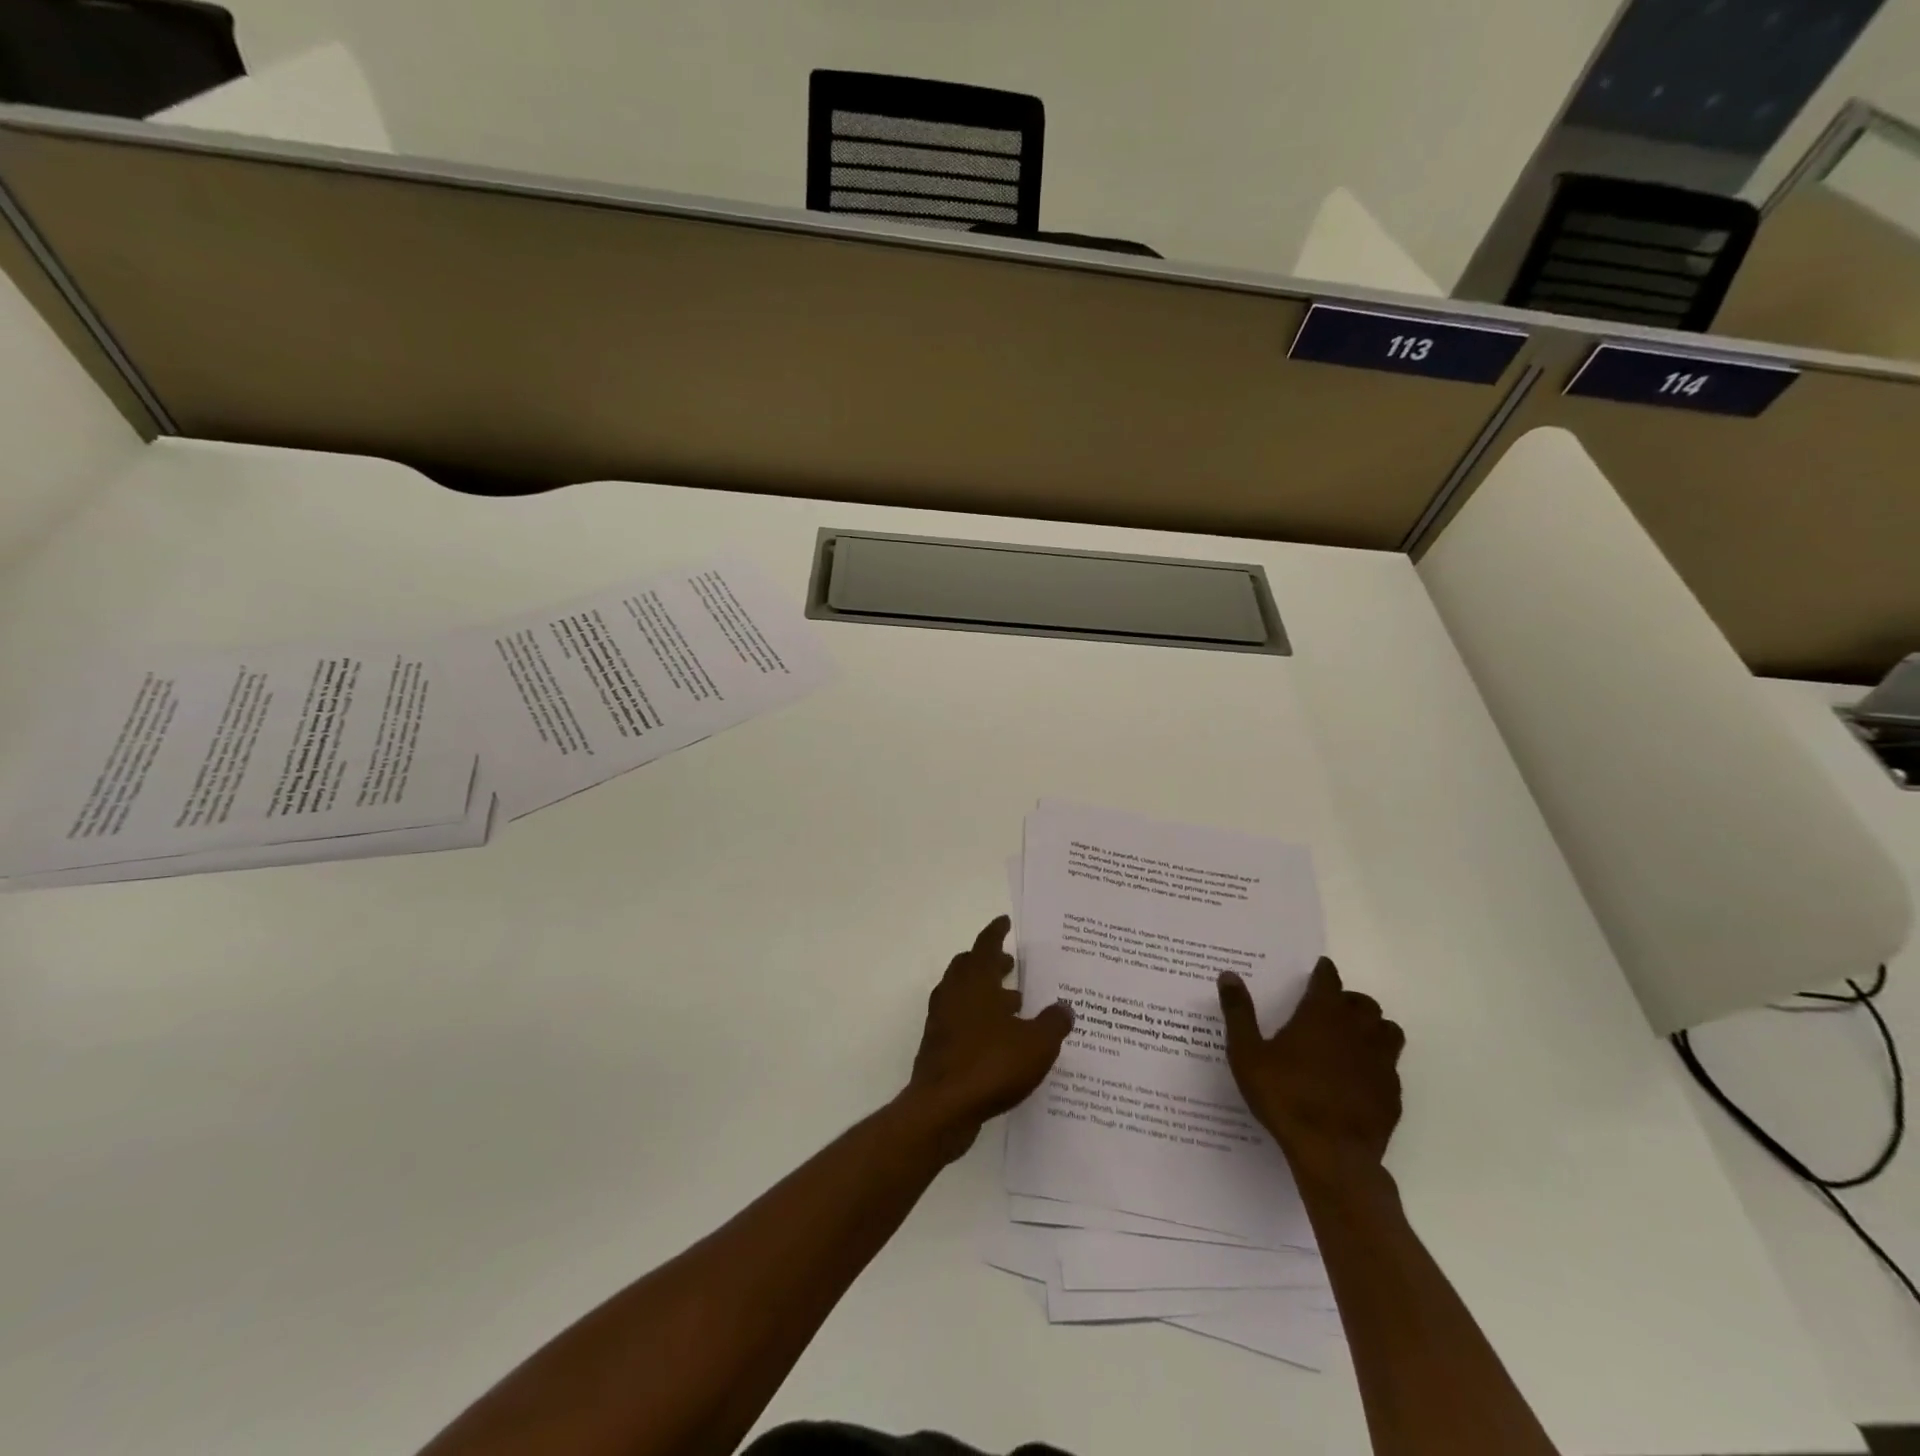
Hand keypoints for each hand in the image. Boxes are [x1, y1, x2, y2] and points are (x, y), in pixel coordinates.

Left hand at [905, 916, 1072, 1152]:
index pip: (986, 945)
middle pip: (970, 966)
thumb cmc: (991, 1064)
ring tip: (1014, 1003)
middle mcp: (954, 993)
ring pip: (964, 994)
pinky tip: (1000, 1038)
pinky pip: (960, 1020)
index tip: (1005, 922)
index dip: (996, 932)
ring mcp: (942, 1020)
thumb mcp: (1037, 1044)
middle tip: (1012, 964)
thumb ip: (1053, 1023)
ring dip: (986, 992)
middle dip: (991, 962)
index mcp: (975, 981)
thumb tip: (1064, 1008)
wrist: (942, 1108)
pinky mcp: (938, 1046)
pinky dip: (979, 1019)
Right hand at [1218, 957, 1403, 1185]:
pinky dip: (1378, 1062)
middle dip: (1348, 1000)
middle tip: (1329, 1009)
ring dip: (1372, 1027)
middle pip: (1363, 1003)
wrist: (1332, 1154)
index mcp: (1322, 1015)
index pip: (1329, 980)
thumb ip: (1239, 1012)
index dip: (1323, 972)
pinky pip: (1391, 1066)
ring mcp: (1380, 1062)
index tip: (1319, 969)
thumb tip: (1228, 975)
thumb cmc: (1284, 1096)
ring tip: (1351, 1038)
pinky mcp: (1392, 1093)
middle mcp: (1356, 1030)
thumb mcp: (1247, 1054)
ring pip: (1387, 1030)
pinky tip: (1359, 1077)